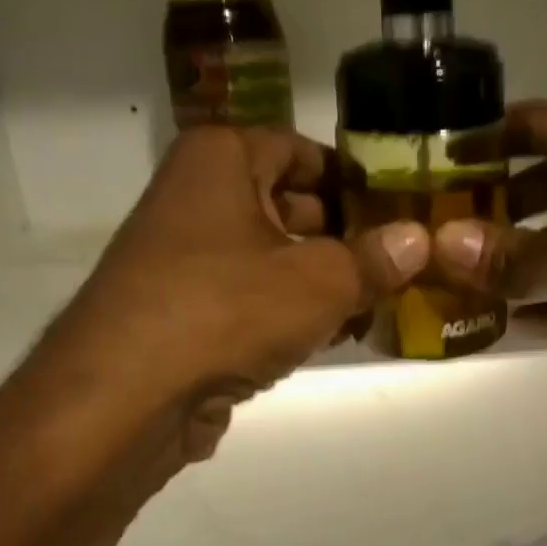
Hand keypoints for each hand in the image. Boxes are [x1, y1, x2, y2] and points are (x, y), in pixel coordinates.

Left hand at [1, 125, 426, 478]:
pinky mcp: (183, 313)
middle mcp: (195, 197)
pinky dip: (287, 314)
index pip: (301, 149)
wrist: (126, 397)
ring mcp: (184, 259)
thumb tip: (420, 240)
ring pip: (270, 258)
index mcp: (220, 160)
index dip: (353, 178)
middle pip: (288, 204)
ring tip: (377, 303)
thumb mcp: (319, 282)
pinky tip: (330, 337)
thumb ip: (374, 259)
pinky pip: (249, 300)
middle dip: (344, 236)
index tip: (400, 208)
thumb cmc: (226, 310)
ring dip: (320, 282)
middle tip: (400, 262)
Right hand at [433, 98, 546, 429]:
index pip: (531, 125)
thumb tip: (443, 248)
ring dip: (510, 267)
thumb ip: (516, 252)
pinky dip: (545, 309)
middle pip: (540, 186)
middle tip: (428, 240)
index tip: (423, 169)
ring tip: (449, 287)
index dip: (477, 143)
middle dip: (488, 214)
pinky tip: (500, 326)